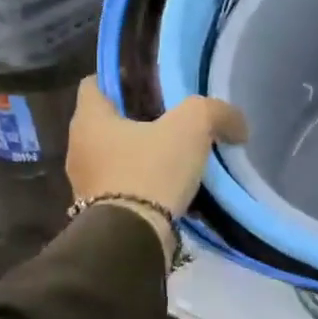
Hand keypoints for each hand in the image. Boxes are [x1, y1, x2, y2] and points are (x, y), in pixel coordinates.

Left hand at [66, 78, 248, 262]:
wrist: (133, 239)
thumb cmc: (151, 170)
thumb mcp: (192, 126)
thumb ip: (216, 112)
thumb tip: (237, 124)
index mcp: (89, 119)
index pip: (94, 83)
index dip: (121, 79)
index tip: (150, 85)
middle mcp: (79, 148)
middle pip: (108, 121)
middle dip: (137, 119)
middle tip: (172, 119)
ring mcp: (85, 184)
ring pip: (116, 156)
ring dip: (141, 154)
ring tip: (176, 155)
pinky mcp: (99, 212)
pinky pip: (123, 186)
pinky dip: (143, 183)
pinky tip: (171, 186)